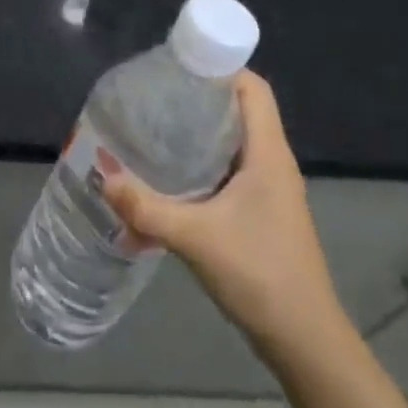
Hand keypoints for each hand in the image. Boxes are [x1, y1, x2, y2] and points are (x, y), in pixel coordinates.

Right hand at [102, 70, 347, 364]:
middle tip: (154, 98)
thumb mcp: (197, 238)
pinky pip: (229, 172)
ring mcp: (268, 190)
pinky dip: (201, 166)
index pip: (253, 89)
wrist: (303, 339)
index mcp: (268, 153)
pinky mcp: (260, 213)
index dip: (221, 68)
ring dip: (198, 135)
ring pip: (233, 143)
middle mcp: (272, 162)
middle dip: (199, 99)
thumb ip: (147, 209)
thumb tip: (103, 178)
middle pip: (240, 111)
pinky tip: (169, 179)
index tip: (178, 68)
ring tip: (154, 131)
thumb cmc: (260, 273)